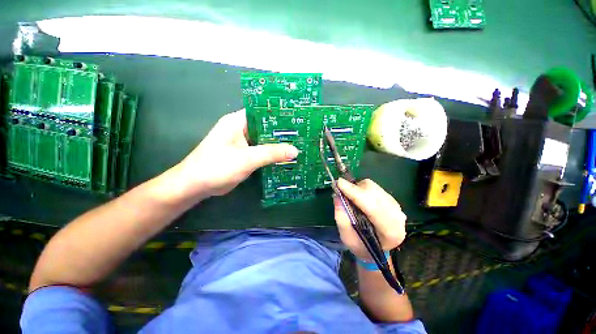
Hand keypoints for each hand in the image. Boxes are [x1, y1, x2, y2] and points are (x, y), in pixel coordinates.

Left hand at [167, 109, 297, 201]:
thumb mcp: (247, 159)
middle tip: (302, 134)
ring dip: (278, 144)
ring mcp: (243, 143)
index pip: (263, 112)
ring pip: (265, 140)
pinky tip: (286, 157)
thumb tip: (295, 151)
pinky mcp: (245, 155)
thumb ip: (271, 153)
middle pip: (266, 127)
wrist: (196, 186)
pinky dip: (272, 154)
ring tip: (299, 144)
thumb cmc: (217, 167)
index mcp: (238, 121)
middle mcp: (241, 129)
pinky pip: (262, 151)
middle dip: (282, 132)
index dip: (280, 115)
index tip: (298, 119)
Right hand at [334, 178, 406, 260]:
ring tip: (349, 195)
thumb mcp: (347, 238)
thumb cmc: (362, 247)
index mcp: (390, 232)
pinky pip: (375, 188)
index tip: (339, 183)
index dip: (354, 193)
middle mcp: (397, 217)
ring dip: (358, 188)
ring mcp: (397, 207)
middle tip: (341, 189)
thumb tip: (337, 196)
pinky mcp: (392, 200)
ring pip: (374, 188)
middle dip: (355, 189)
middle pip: (374, 193)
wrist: (378, 250)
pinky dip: (363, 189)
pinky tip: (358, 197)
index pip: (372, 207)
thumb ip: (341, 218)